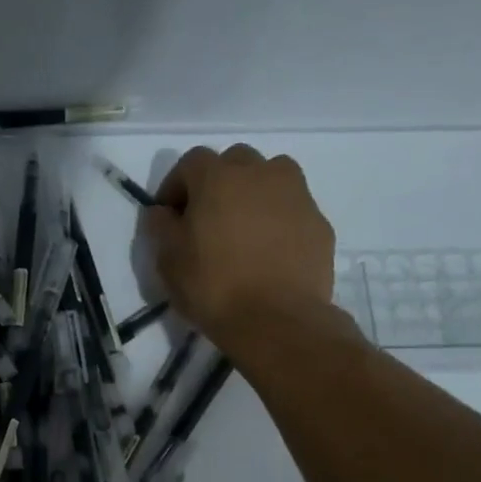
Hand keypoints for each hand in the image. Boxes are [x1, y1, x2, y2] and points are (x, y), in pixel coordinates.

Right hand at [140, 145, 336, 353]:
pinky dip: (278, 218)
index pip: (191, 161)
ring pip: (271, 176)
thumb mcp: (168, 260)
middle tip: (207, 218)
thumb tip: (161, 211)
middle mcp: (261, 174)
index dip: (176, 185)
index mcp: (218, 178)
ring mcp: (296, 195)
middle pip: (235, 161)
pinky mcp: (319, 221)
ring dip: (253, 192)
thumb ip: (161, 227)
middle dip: (218, 182)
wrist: (276, 320)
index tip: (169, 215)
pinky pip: (292, 208)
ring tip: (242, 228)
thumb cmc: (212, 286)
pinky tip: (268, 251)